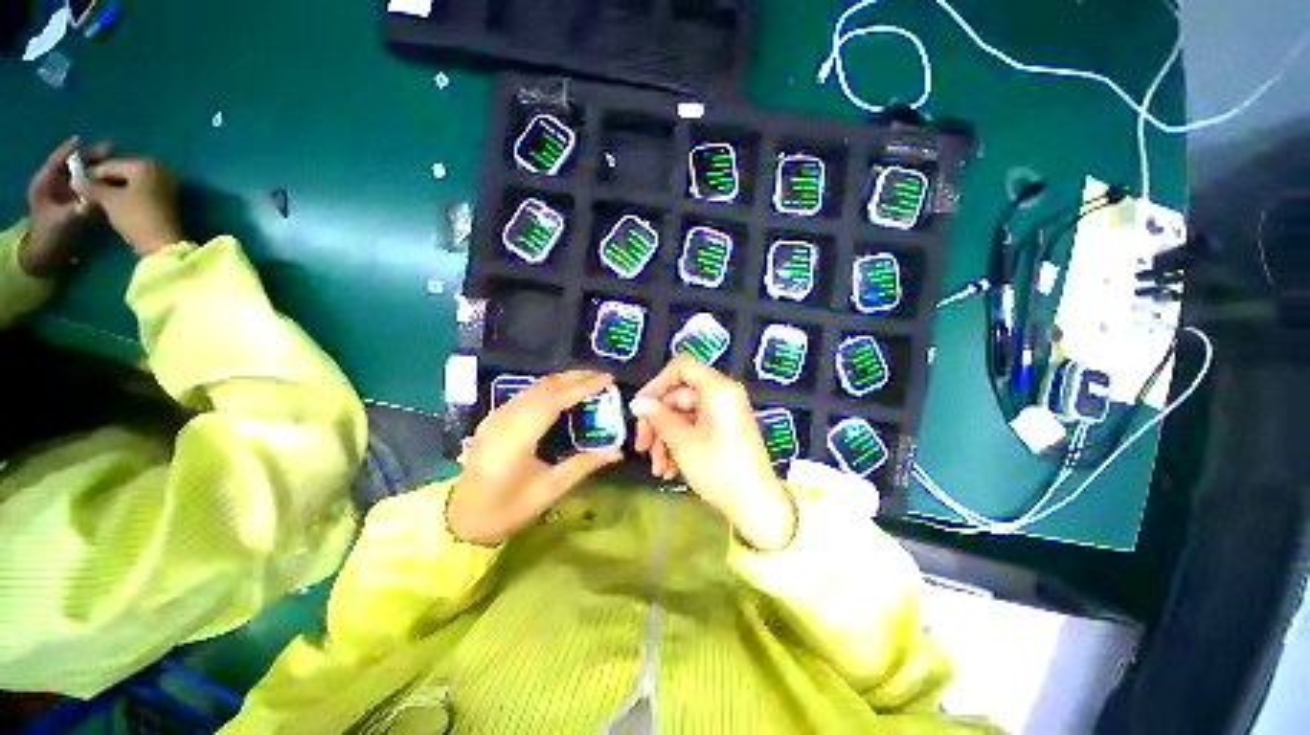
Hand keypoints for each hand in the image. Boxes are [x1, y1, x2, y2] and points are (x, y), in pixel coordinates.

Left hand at [21, 137, 111, 276]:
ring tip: (116, 164)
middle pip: (74, 164)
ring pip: (83, 173)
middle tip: (112, 150)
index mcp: (45, 183)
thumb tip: (97, 200)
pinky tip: (113, 180)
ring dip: (98, 168)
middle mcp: (55, 184)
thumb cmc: (51, 237)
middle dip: (91, 157)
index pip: (58, 160)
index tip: (85, 140)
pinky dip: (100, 180)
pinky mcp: (76, 201)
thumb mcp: (64, 222)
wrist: (49, 255)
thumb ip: (78, 210)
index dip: (71, 150)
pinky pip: (89, 185)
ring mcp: (66, 193)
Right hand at [75, 157, 183, 255]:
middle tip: (89, 190)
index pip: (111, 165)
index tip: (78, 183)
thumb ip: (91, 188)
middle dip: (106, 180)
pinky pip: (142, 189)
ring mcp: (166, 183)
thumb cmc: (135, 216)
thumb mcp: (109, 200)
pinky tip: (115, 202)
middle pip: (123, 171)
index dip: (93, 174)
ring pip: (132, 181)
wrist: (163, 242)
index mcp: (145, 164)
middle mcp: (159, 169)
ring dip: (116, 187)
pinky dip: (128, 193)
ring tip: (99, 197)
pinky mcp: (168, 197)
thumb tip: (74, 180)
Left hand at [447, 370, 624, 545]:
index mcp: (519, 437)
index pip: (556, 400)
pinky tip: (560, 391)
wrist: (462, 519)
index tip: (608, 379)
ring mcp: (497, 416)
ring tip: (587, 379)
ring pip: (534, 387)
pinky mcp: (494, 418)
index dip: (584, 386)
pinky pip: (525, 393)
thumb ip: (584, 465)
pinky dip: (548, 387)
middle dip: (575, 377)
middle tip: (602, 376)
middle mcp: (506, 418)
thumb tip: (618, 452)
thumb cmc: (508, 508)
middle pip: (545, 387)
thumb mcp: (550, 490)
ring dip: (562, 379)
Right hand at [631, 355, 795, 550]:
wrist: (756, 506)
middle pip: (679, 395)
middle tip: (641, 447)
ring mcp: (723, 413)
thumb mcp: (683, 443)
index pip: (682, 367)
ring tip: (656, 468)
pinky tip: (668, 469)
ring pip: (683, 415)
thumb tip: (637, 402)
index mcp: (718, 389)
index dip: (657, 383)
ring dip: (666, 439)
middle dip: (657, 422)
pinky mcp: (723, 429)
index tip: (640, 406)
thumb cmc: (719, 469)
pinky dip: (679, 444)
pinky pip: (695, 427)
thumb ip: (658, 417)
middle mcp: (722, 395)